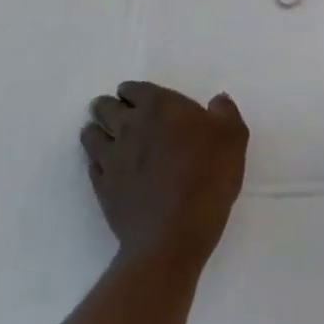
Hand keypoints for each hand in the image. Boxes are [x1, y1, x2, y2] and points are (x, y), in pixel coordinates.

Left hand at [82, 81, 248, 265]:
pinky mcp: (101, 188)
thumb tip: (217, 101)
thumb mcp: (233, 137)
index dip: (134, 92)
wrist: (175, 234)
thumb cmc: (208, 176)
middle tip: (120, 115)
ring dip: (97, 132)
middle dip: (109, 107)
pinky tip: (108, 169)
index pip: (132, 88)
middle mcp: (128, 126)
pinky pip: (92, 165)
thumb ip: (225, 112)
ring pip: (90, 134)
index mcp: (158, 106)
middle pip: (104, 107)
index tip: (140, 100)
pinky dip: (97, 162)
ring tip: (107, 138)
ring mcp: (111, 158)